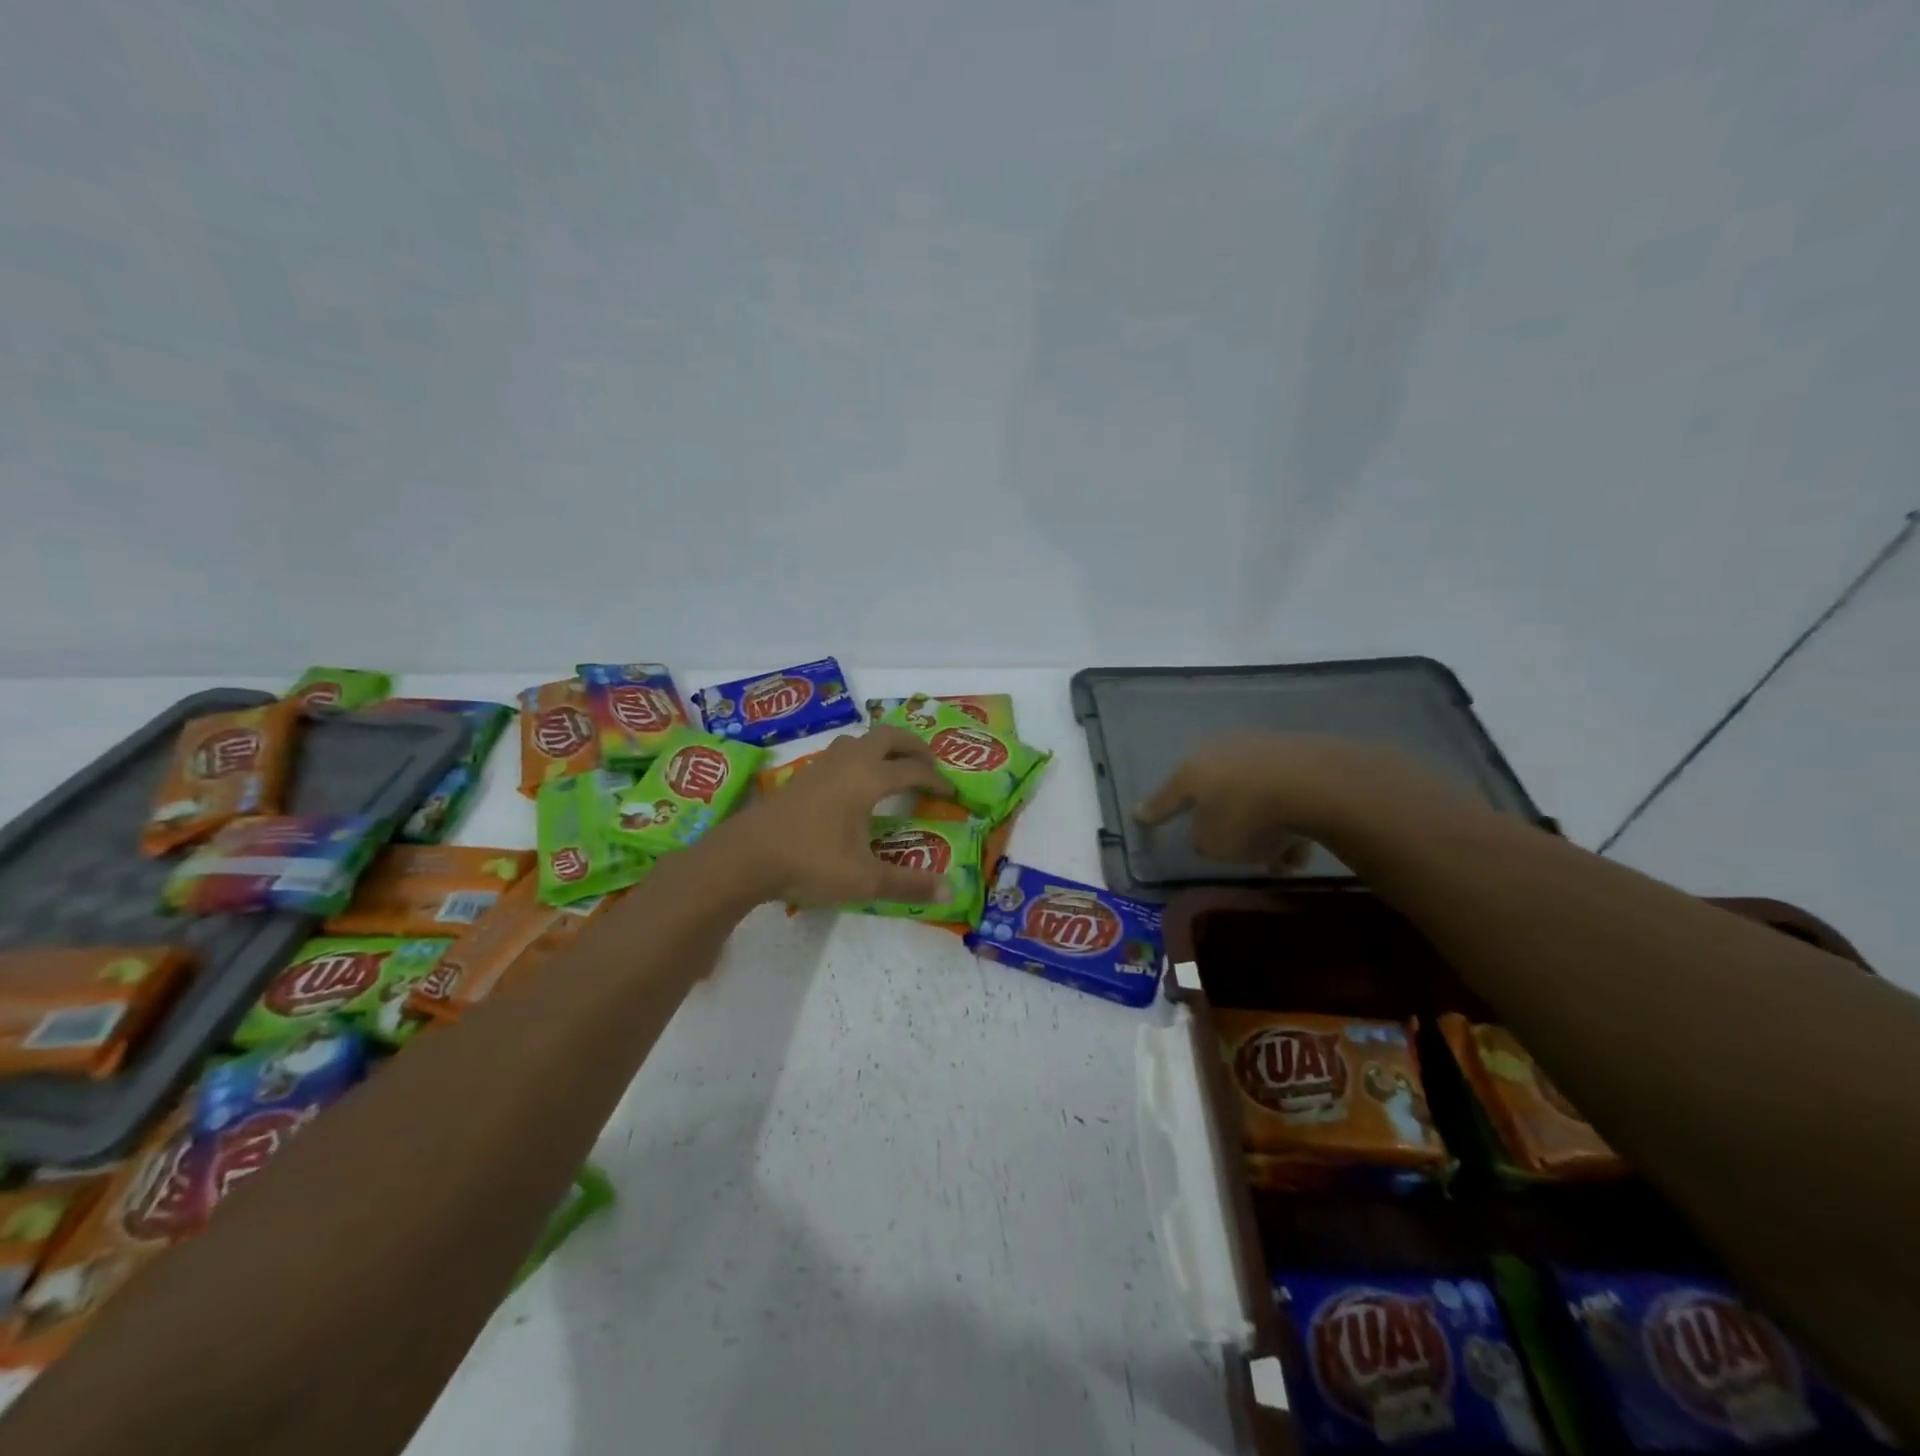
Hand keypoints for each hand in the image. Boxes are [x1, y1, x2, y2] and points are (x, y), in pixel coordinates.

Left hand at [711, 727, 956, 906]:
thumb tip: (950, 893)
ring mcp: (821, 766)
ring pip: (859, 740)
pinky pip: (840, 753)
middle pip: (887, 736)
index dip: (936, 779)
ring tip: (894, 767)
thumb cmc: (810, 862)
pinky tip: (854, 784)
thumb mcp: (864, 880)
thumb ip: (908, 884)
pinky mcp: (802, 776)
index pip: (912, 770)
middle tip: (929, 764)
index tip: (951, 793)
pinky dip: (859, 757)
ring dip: (883, 746)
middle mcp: (848, 763)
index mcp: (868, 779)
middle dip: (913, 745)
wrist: (746, 855)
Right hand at [1135, 734, 1470, 870]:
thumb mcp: (1215, 845)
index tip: (1139, 816)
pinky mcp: (1296, 753)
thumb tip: (1207, 835)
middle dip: (1223, 822)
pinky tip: (1303, 847)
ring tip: (1281, 861)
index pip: (1165, 798)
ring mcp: (1259, 749)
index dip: (1152, 812)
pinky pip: (1283, 794)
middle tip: (1232, 849)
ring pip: (1253, 796)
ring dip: (1263, 828)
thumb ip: (1204, 842)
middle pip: (1215, 794)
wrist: (1314, 783)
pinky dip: (1288, 819)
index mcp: (1190, 774)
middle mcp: (1219, 754)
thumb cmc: (1248, 817)